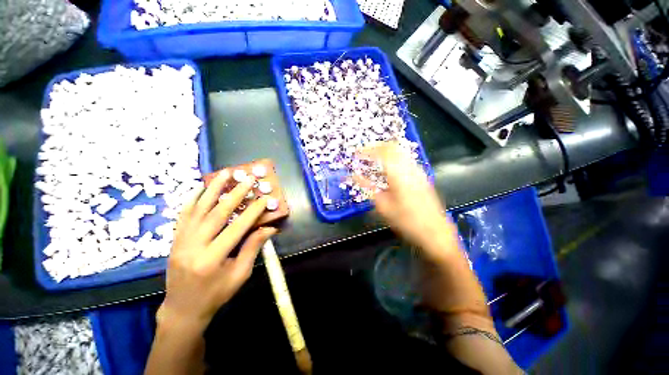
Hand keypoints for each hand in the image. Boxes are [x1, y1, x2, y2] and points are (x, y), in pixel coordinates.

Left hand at [157, 171, 276, 333]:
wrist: (183, 309)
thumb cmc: (216, 294)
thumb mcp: (240, 274)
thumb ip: (253, 248)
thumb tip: (270, 228)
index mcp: (212, 259)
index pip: (236, 228)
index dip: (252, 212)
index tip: (264, 198)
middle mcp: (193, 247)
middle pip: (216, 214)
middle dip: (235, 194)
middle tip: (248, 179)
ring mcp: (180, 241)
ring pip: (198, 209)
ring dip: (213, 189)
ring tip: (225, 173)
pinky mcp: (175, 239)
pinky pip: (183, 214)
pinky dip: (193, 198)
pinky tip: (201, 186)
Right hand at [356, 143, 454, 259]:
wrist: (435, 232)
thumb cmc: (406, 221)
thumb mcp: (383, 206)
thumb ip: (368, 187)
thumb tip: (354, 175)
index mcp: (399, 174)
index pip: (382, 151)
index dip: (367, 149)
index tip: (356, 153)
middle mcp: (410, 167)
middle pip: (392, 147)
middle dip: (376, 146)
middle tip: (363, 153)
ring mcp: (418, 171)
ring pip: (400, 151)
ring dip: (385, 151)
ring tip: (372, 159)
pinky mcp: (422, 176)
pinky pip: (405, 159)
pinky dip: (393, 158)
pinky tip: (387, 169)